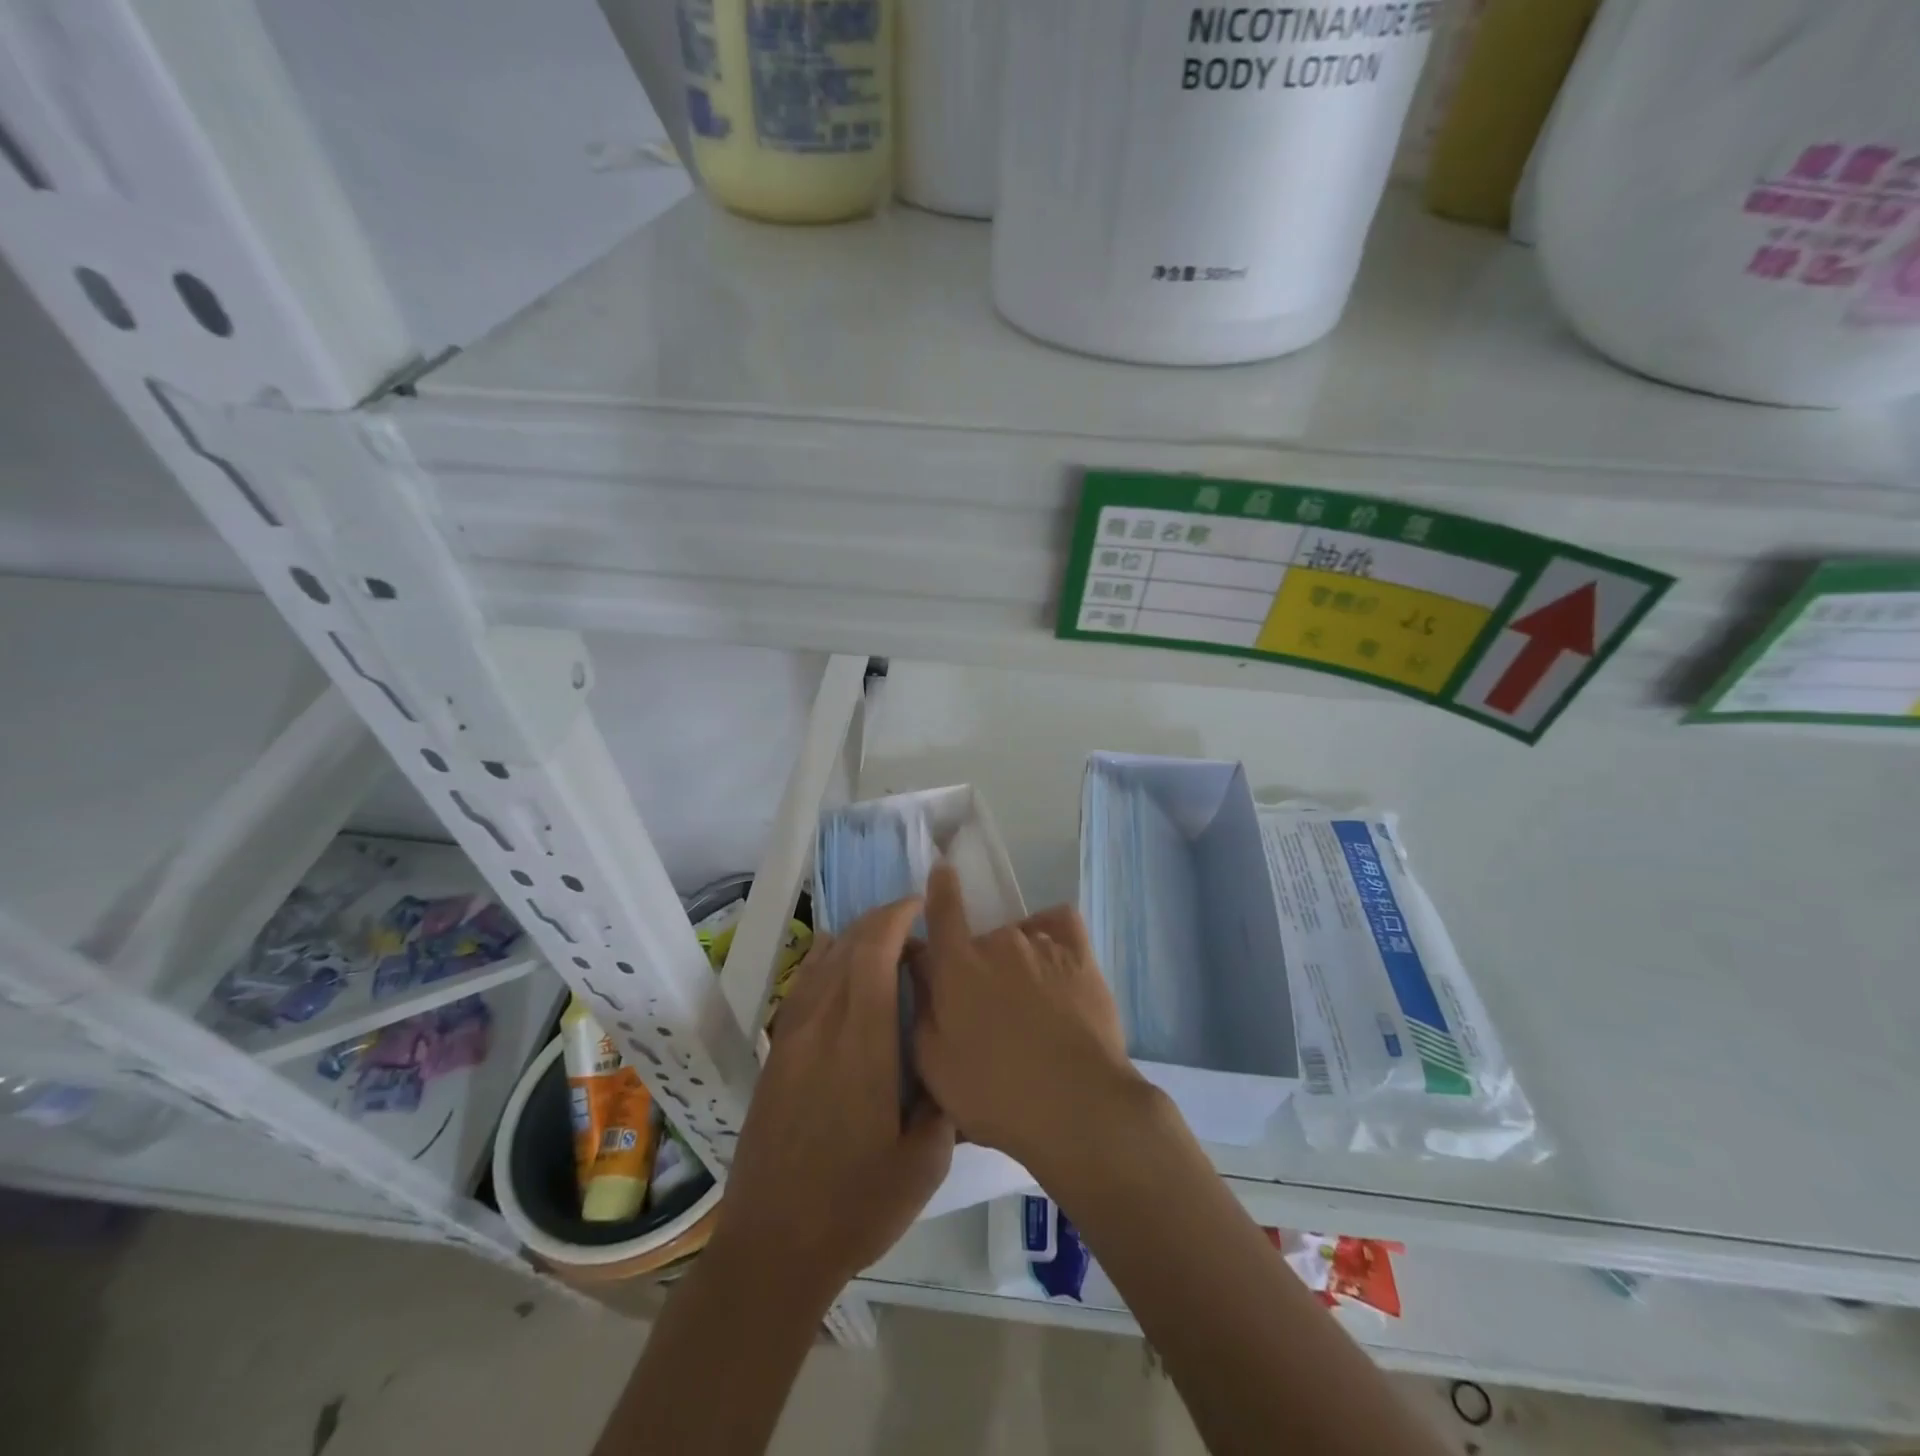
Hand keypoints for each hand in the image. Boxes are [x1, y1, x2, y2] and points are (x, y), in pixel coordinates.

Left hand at [713, 897, 953, 1297]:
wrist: (772, 1246)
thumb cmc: (855, 1206)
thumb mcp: (924, 1162)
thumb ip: (944, 1099)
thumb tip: (948, 1058)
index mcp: (861, 1043)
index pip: (873, 953)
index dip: (895, 918)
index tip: (921, 906)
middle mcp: (821, 1026)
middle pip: (846, 948)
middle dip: (879, 921)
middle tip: (912, 921)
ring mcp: (791, 1038)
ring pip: (820, 963)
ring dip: (852, 938)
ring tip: (882, 937)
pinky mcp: (775, 1054)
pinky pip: (801, 986)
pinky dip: (823, 961)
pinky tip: (836, 963)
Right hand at [910, 864, 1144, 1170]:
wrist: (1076, 1105)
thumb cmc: (994, 1091)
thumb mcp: (935, 1062)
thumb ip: (922, 1007)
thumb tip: (920, 966)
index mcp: (958, 965)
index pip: (943, 909)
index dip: (940, 887)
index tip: (942, 870)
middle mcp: (999, 941)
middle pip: (980, 939)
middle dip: (978, 966)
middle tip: (987, 1012)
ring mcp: (1043, 944)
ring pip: (1019, 939)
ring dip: (1015, 962)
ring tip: (1028, 1006)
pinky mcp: (1081, 955)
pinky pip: (1060, 923)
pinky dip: (1051, 932)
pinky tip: (1053, 957)